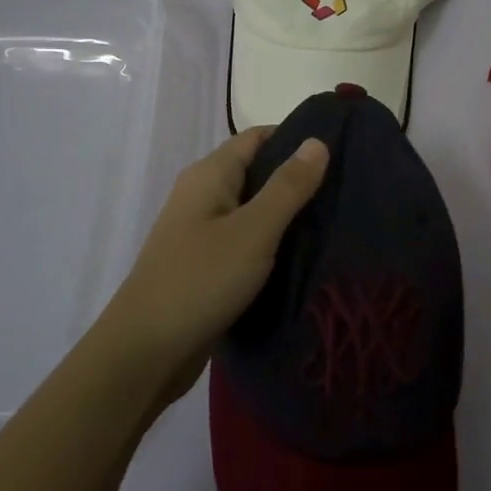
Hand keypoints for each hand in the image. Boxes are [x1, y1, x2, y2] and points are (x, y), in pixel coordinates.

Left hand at [97, 128, 328, 408]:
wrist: (144, 353)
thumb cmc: (200, 280)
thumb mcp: (254, 230)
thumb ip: (287, 186)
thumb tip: (317, 140)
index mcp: (210, 174)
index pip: (259, 137)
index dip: (297, 138)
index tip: (341, 150)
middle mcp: (202, 194)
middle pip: (256, 171)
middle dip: (297, 179)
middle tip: (345, 190)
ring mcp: (200, 231)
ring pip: (252, 209)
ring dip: (286, 214)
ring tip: (333, 221)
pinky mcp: (204, 264)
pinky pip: (245, 240)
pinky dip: (271, 242)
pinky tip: (302, 256)